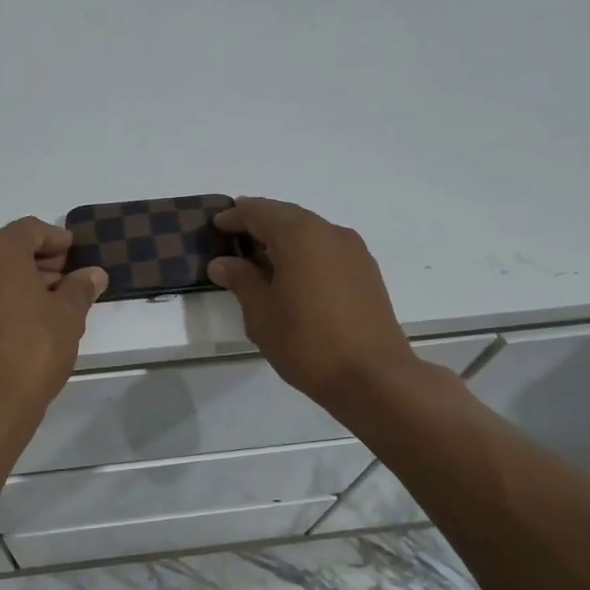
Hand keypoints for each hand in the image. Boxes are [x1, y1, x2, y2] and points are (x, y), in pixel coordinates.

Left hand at [0, 217, 107, 414]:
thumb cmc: (32, 350)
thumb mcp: (68, 316)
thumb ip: (80, 288)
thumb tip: (93, 274)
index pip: (31, 230)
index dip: (58, 240)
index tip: (78, 256)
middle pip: (8, 247)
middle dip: (40, 260)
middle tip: (69, 280)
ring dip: (21, 278)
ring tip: (53, 302)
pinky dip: (2, 295)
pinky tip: (27, 318)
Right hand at [209, 198, 421, 409]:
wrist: (373, 377)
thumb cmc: (307, 343)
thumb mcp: (262, 314)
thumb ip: (241, 280)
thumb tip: (223, 263)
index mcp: (299, 235)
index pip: (259, 212)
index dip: (235, 216)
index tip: (216, 224)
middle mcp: (329, 232)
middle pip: (287, 215)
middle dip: (260, 221)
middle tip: (234, 233)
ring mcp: (353, 251)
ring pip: (310, 231)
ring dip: (284, 236)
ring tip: (260, 255)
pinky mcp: (366, 272)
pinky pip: (327, 248)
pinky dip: (305, 251)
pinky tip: (293, 274)